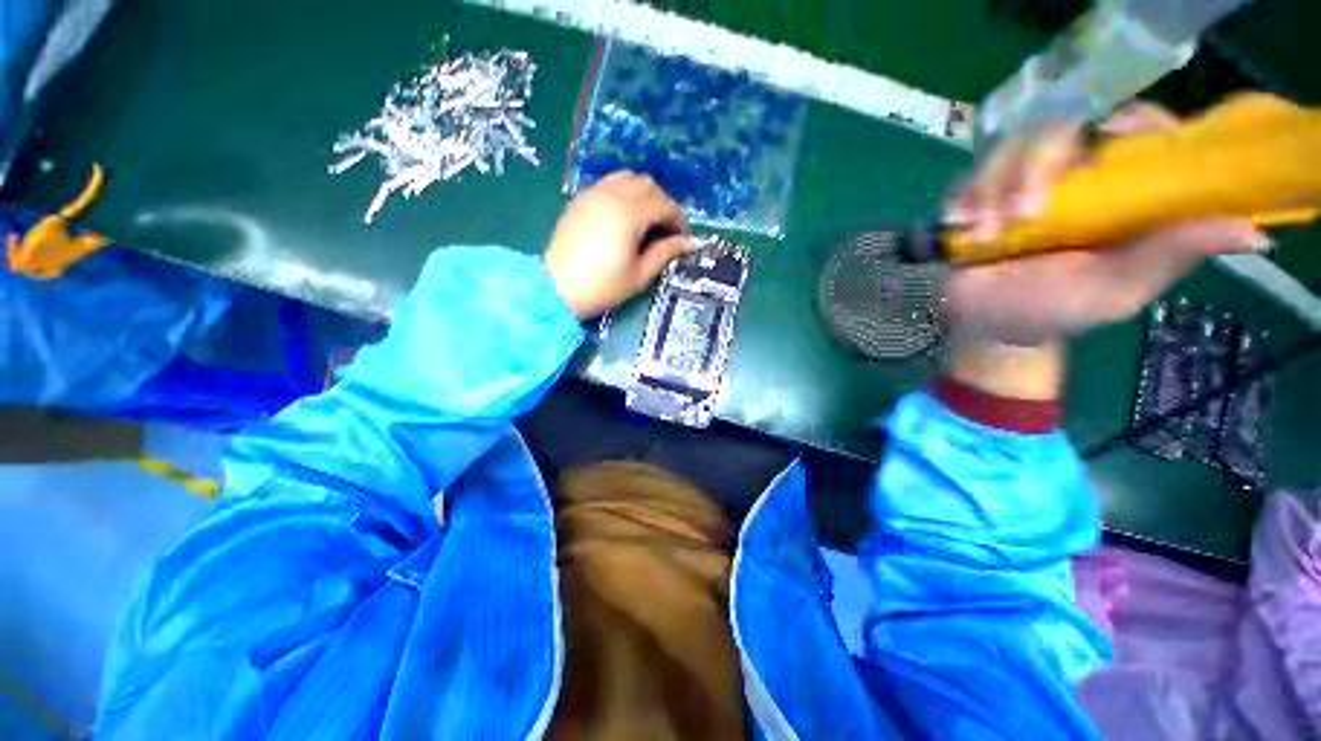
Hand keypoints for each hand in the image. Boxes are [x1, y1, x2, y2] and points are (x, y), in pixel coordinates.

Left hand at [544, 172, 695, 318]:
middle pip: (649, 185)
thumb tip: (689, 242)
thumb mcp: (639, 275)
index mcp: (630, 214)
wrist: (557, 288)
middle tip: (665, 230)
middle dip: (663, 204)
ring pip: (629, 178)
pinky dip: (624, 192)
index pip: (665, 205)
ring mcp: (594, 193)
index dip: (679, 220)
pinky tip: (624, 215)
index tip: (682, 239)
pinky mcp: (581, 198)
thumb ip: (665, 253)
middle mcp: (613, 195)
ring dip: (644, 194)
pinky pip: (609, 183)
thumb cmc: (602, 286)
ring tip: (646, 220)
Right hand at [942, 103, 1262, 347]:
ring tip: (984, 233)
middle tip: (1022, 215)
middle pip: (1063, 127)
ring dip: (992, 188)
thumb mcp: (1117, 290)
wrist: (985, 324)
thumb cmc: (1054, 309)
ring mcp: (1021, 182)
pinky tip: (958, 224)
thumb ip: (1169, 255)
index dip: (1129, 121)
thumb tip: (1252, 231)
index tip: (1112, 138)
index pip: (1136, 127)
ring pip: (1011, 147)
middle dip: (1037, 165)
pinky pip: (968, 176)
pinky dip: (961, 197)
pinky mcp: (977, 195)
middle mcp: (1074, 174)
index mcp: (1119, 190)